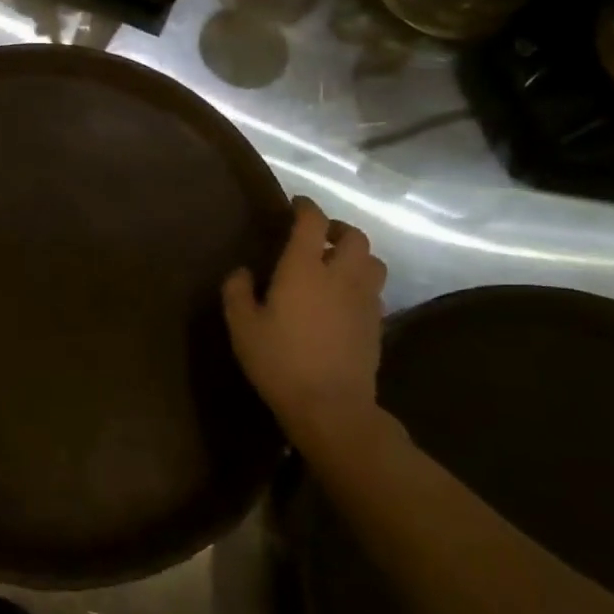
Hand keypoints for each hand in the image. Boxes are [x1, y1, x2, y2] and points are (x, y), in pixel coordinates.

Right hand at [222, 197, 385, 453]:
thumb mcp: (242, 326)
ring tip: (336, 264)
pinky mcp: (377, 325)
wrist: (332, 408)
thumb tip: (243, 271)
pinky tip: (344, 299)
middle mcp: (340, 276)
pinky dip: (362, 283)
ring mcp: (364, 301)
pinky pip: (375, 290)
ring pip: (373, 262)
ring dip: (356, 255)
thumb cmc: (280, 361)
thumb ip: (237, 291)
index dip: (306, 207)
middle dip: (338, 229)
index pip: (312, 222)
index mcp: (304, 269)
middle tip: (319, 236)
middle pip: (355, 237)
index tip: (295, 204)